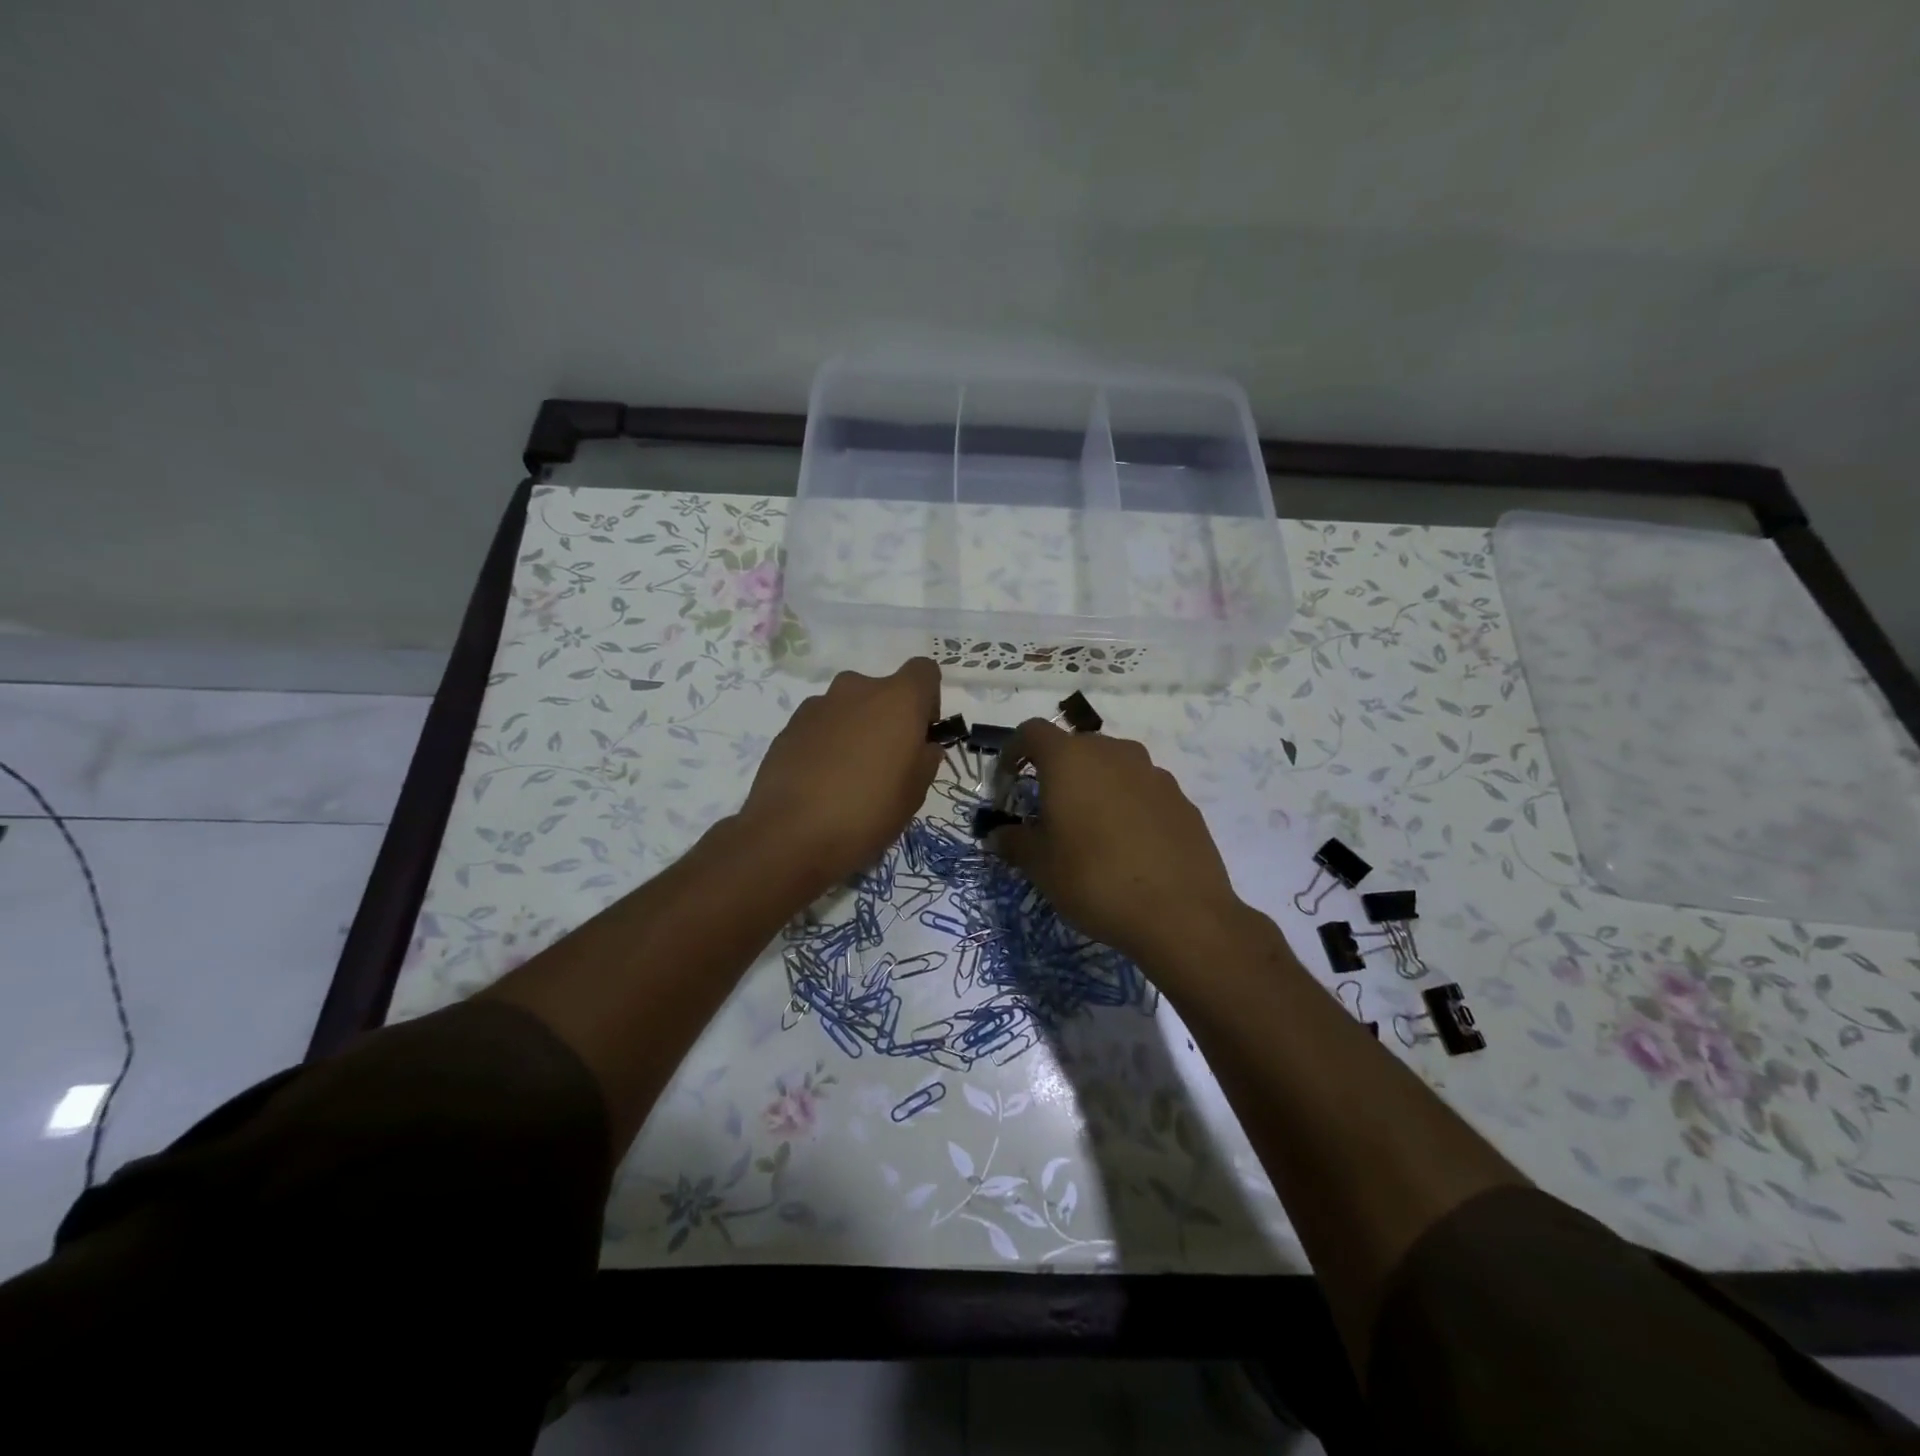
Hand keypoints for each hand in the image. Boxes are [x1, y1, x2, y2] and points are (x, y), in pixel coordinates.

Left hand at [738, 658, 943, 897]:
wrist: (789, 834)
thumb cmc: (868, 811)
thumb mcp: (915, 793)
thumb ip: (926, 759)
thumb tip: (922, 745)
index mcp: (897, 699)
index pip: (924, 671)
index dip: (928, 700)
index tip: (921, 734)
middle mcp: (857, 689)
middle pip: (883, 691)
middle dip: (888, 718)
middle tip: (886, 763)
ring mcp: (818, 705)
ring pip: (849, 708)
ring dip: (855, 729)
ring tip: (849, 776)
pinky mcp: (789, 726)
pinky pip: (821, 726)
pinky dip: (827, 743)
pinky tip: (821, 781)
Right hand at [988, 720, 1243, 966]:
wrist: (1180, 913)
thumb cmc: (1094, 879)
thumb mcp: (1040, 865)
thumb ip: (1013, 842)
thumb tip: (998, 835)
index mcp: (1070, 759)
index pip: (1031, 732)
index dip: (1013, 751)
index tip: (1006, 781)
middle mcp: (1113, 753)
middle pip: (1075, 747)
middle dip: (1055, 772)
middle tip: (1046, 811)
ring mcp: (1153, 774)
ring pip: (1112, 768)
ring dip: (1095, 787)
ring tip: (1088, 830)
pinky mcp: (1181, 800)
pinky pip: (1142, 791)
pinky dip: (1126, 806)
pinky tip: (1126, 845)